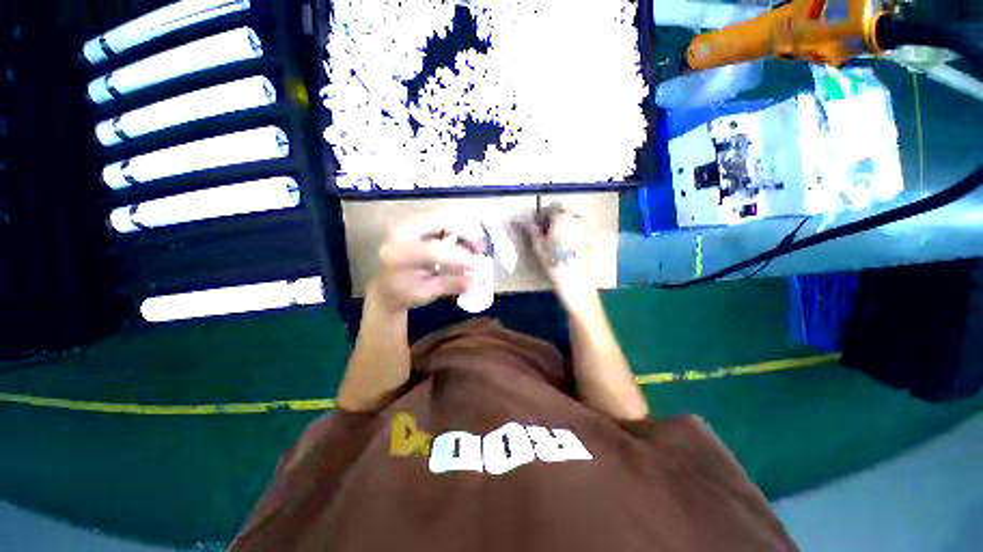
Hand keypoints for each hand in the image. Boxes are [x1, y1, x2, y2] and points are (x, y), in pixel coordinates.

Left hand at [367, 211, 484, 314]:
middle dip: (467, 233)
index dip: (457, 257)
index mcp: (398, 253)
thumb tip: (475, 282)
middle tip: (481, 249)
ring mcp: (410, 223)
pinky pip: (445, 219)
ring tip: (477, 247)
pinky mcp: (418, 222)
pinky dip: (460, 229)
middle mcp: (402, 231)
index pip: (432, 249)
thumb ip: (449, 285)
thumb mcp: (425, 294)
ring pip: (446, 216)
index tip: (476, 266)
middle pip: (441, 220)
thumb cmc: (403, 293)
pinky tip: (468, 243)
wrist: (386, 285)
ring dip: (466, 229)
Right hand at [520, 203, 599, 315]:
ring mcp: (586, 229)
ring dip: (563, 225)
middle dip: (553, 218)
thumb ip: (530, 231)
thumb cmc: (554, 266)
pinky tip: (567, 247)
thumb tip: (519, 221)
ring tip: (556, 241)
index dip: (542, 215)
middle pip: (563, 211)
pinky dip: (572, 233)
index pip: (552, 207)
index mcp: (562, 219)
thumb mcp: (538, 249)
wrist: (577, 285)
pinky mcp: (591, 240)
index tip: (537, 226)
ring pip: (572, 219)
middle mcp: (576, 220)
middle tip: (545, 234)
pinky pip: (579, 230)